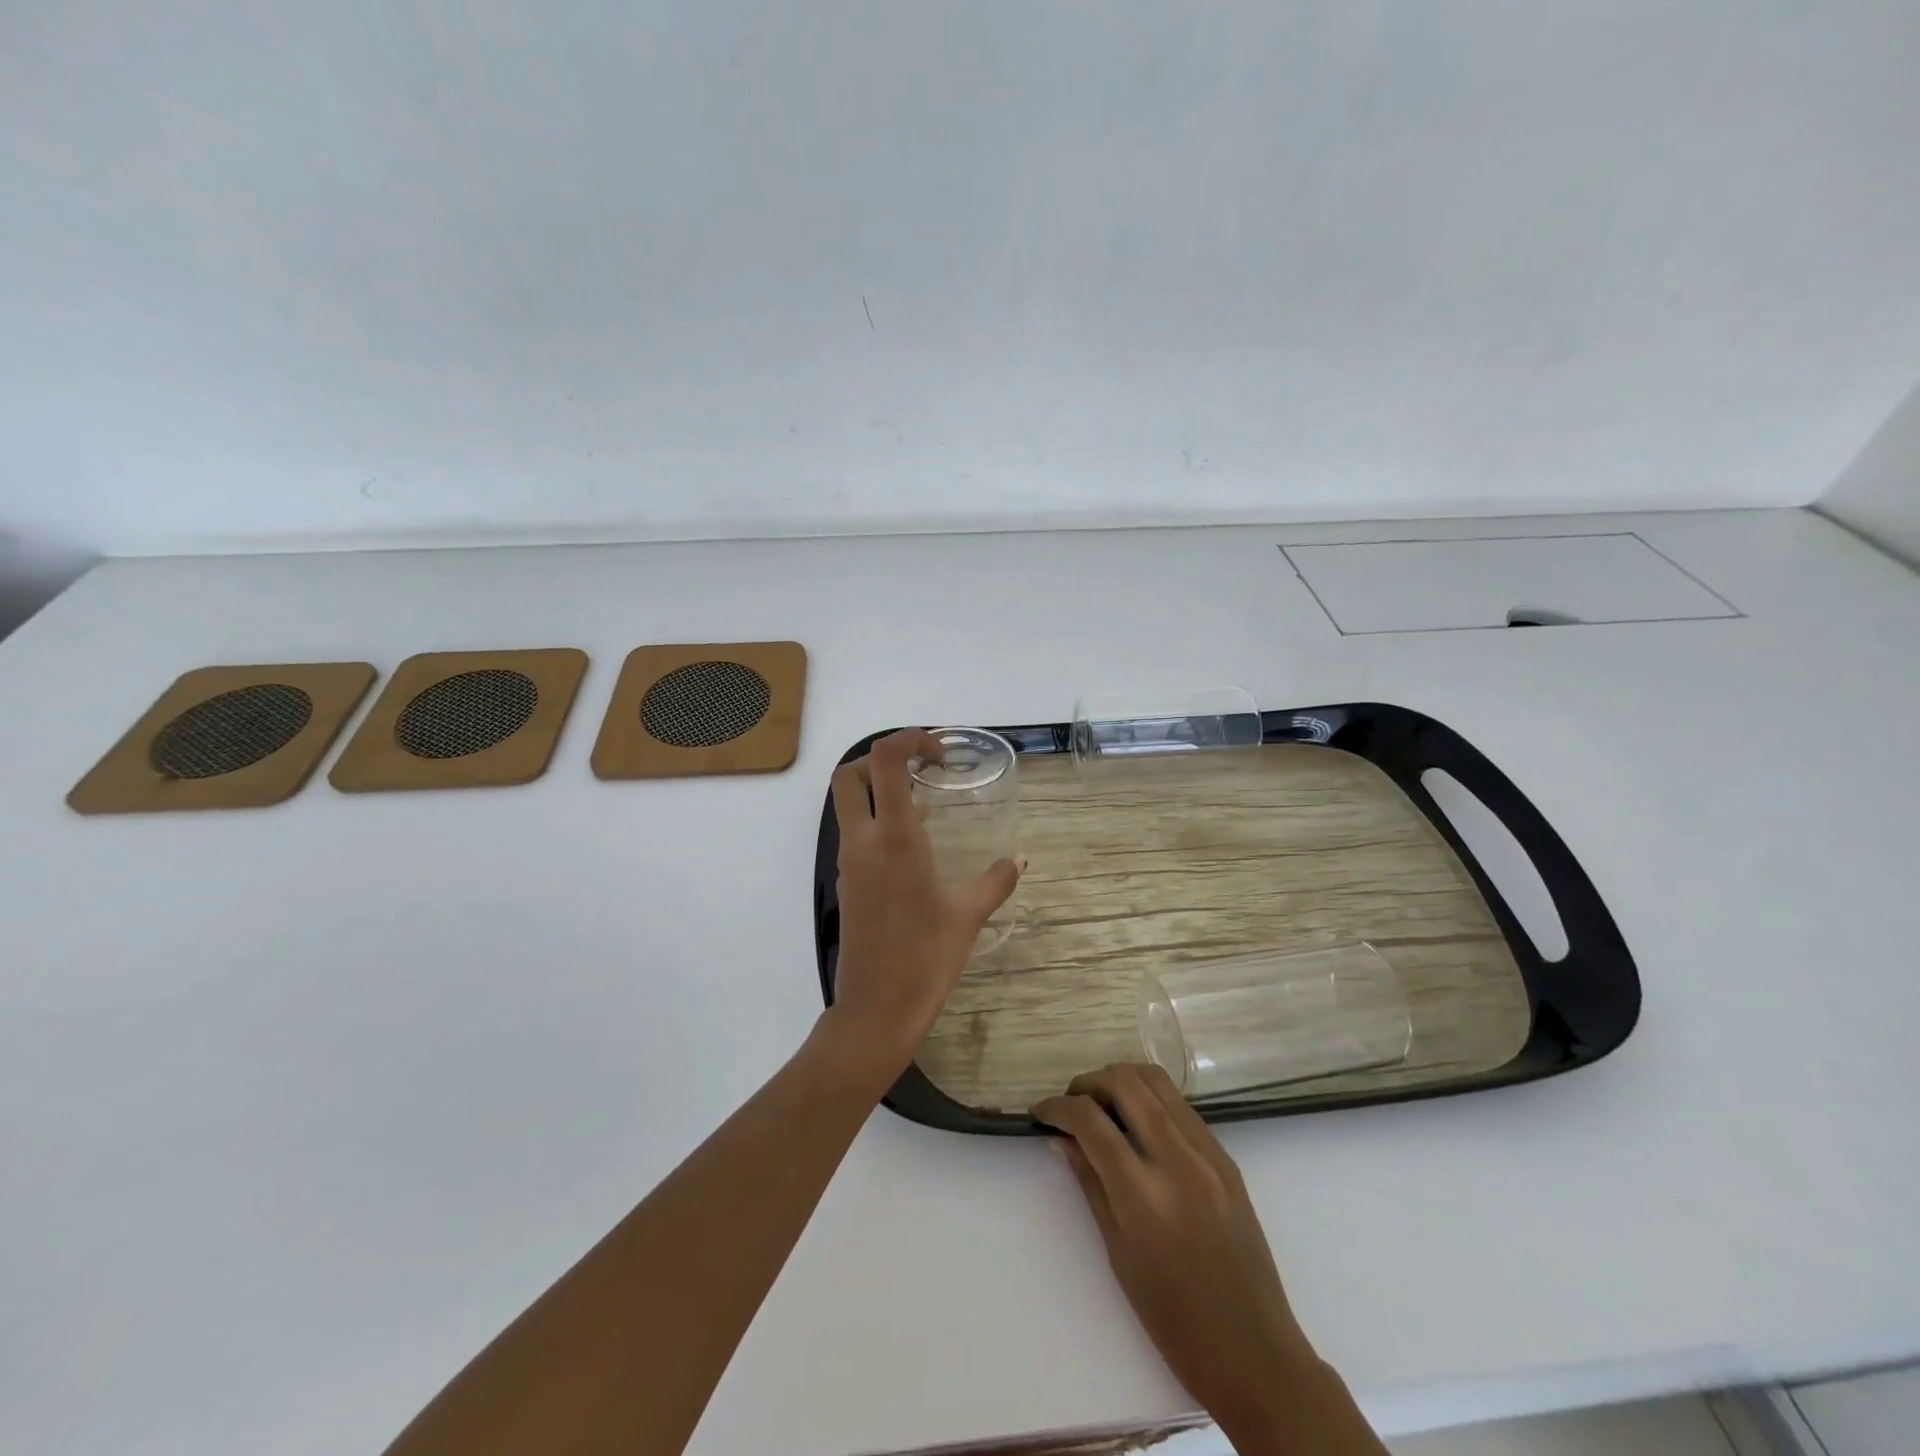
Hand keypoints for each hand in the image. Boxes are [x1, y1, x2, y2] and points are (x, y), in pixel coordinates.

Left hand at [826, 728, 1019, 1077]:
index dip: (908, 739)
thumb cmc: (925, 957)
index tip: (939, 754)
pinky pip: (855, 833)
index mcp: (894, 837)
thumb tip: (1019, 860)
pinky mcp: (847, 883)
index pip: (885, 760)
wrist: (877, 1009)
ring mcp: (849, 862)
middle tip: (921, 770)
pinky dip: (877, 821)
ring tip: (925, 804)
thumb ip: (996, 880)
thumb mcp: (968, 915)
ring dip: (880, 790)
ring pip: (848, 804)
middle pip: (850, 774)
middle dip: (882, 759)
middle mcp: (863, 840)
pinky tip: (914, 846)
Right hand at [1033, 1064, 1323, 1444]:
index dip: (1057, 1108)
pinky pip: (1180, 1105)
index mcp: (1144, 1195)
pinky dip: (1150, 1098)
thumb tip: (1061, 1139)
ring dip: (1120, 1081)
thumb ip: (1090, 1185)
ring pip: (1156, 1081)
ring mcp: (1208, 1154)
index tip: (1040, 1112)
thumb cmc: (1175, 1321)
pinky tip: (1136, 1122)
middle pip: (1125, 1083)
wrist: (1256, 1353)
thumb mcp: (1119, 1255)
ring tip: (1100, 1104)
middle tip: (1070, 1104)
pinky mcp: (1226, 1156)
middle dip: (1088, 1083)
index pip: (1091, 1122)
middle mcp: (1178, 1161)